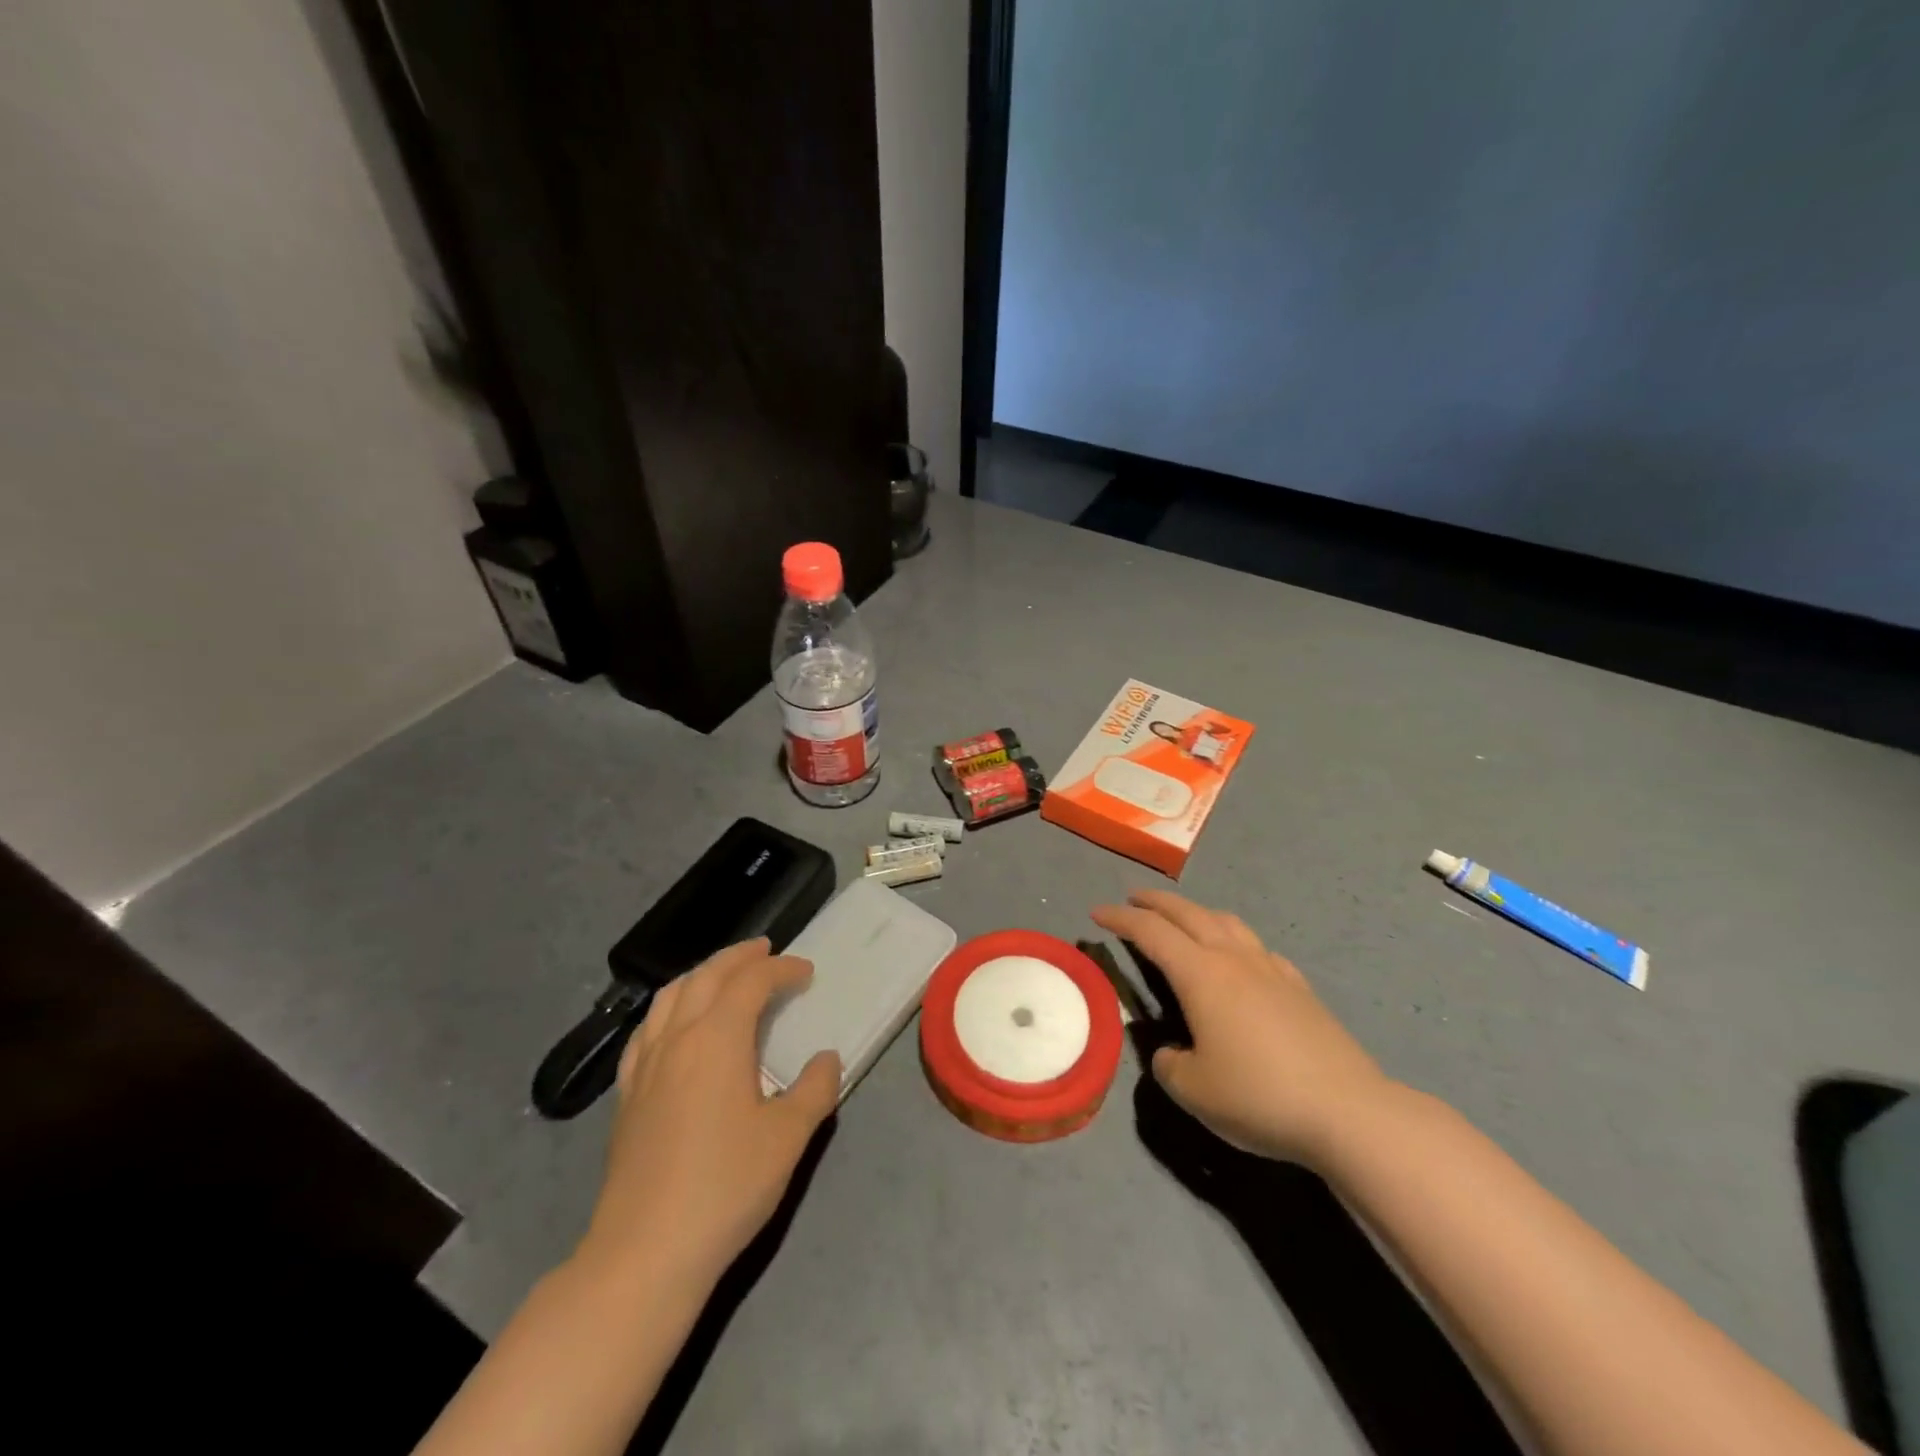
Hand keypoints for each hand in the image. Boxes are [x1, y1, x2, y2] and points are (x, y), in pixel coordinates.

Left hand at [579, 939, 840, 1288]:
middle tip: (766, 950)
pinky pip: (647, 1029)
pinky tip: (676, 1025)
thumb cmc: (725, 1188)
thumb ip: (815, 1089)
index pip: (751, 982)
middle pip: (706, 976)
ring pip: (671, 996)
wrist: (643, 1254)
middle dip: (739, 957)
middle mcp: (677, 1039)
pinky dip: (670, 1008)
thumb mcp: (788, 1139)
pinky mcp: (627, 1095)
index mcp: (717, 1039)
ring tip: (724, 975)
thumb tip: (826, 1059)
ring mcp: (645, 1066)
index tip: (807, 973)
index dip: (781, 969)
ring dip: (702, 975)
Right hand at [1091, 890, 1391, 1167]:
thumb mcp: (1193, 1090)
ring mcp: (1271, 969)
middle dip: (1155, 902)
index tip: (1096, 913)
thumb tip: (1172, 1052)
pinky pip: (1258, 948)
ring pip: (1226, 922)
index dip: (1120, 918)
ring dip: (1196, 912)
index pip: (1150, 932)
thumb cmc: (1259, 1096)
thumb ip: (1169, 1065)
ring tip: (1182, 919)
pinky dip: (1234, 939)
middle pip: (1188, 914)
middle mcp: (1233, 959)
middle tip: (1132, 899)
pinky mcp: (1299, 988)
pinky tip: (1239, 958)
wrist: (1347, 1112)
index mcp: (1201, 974)